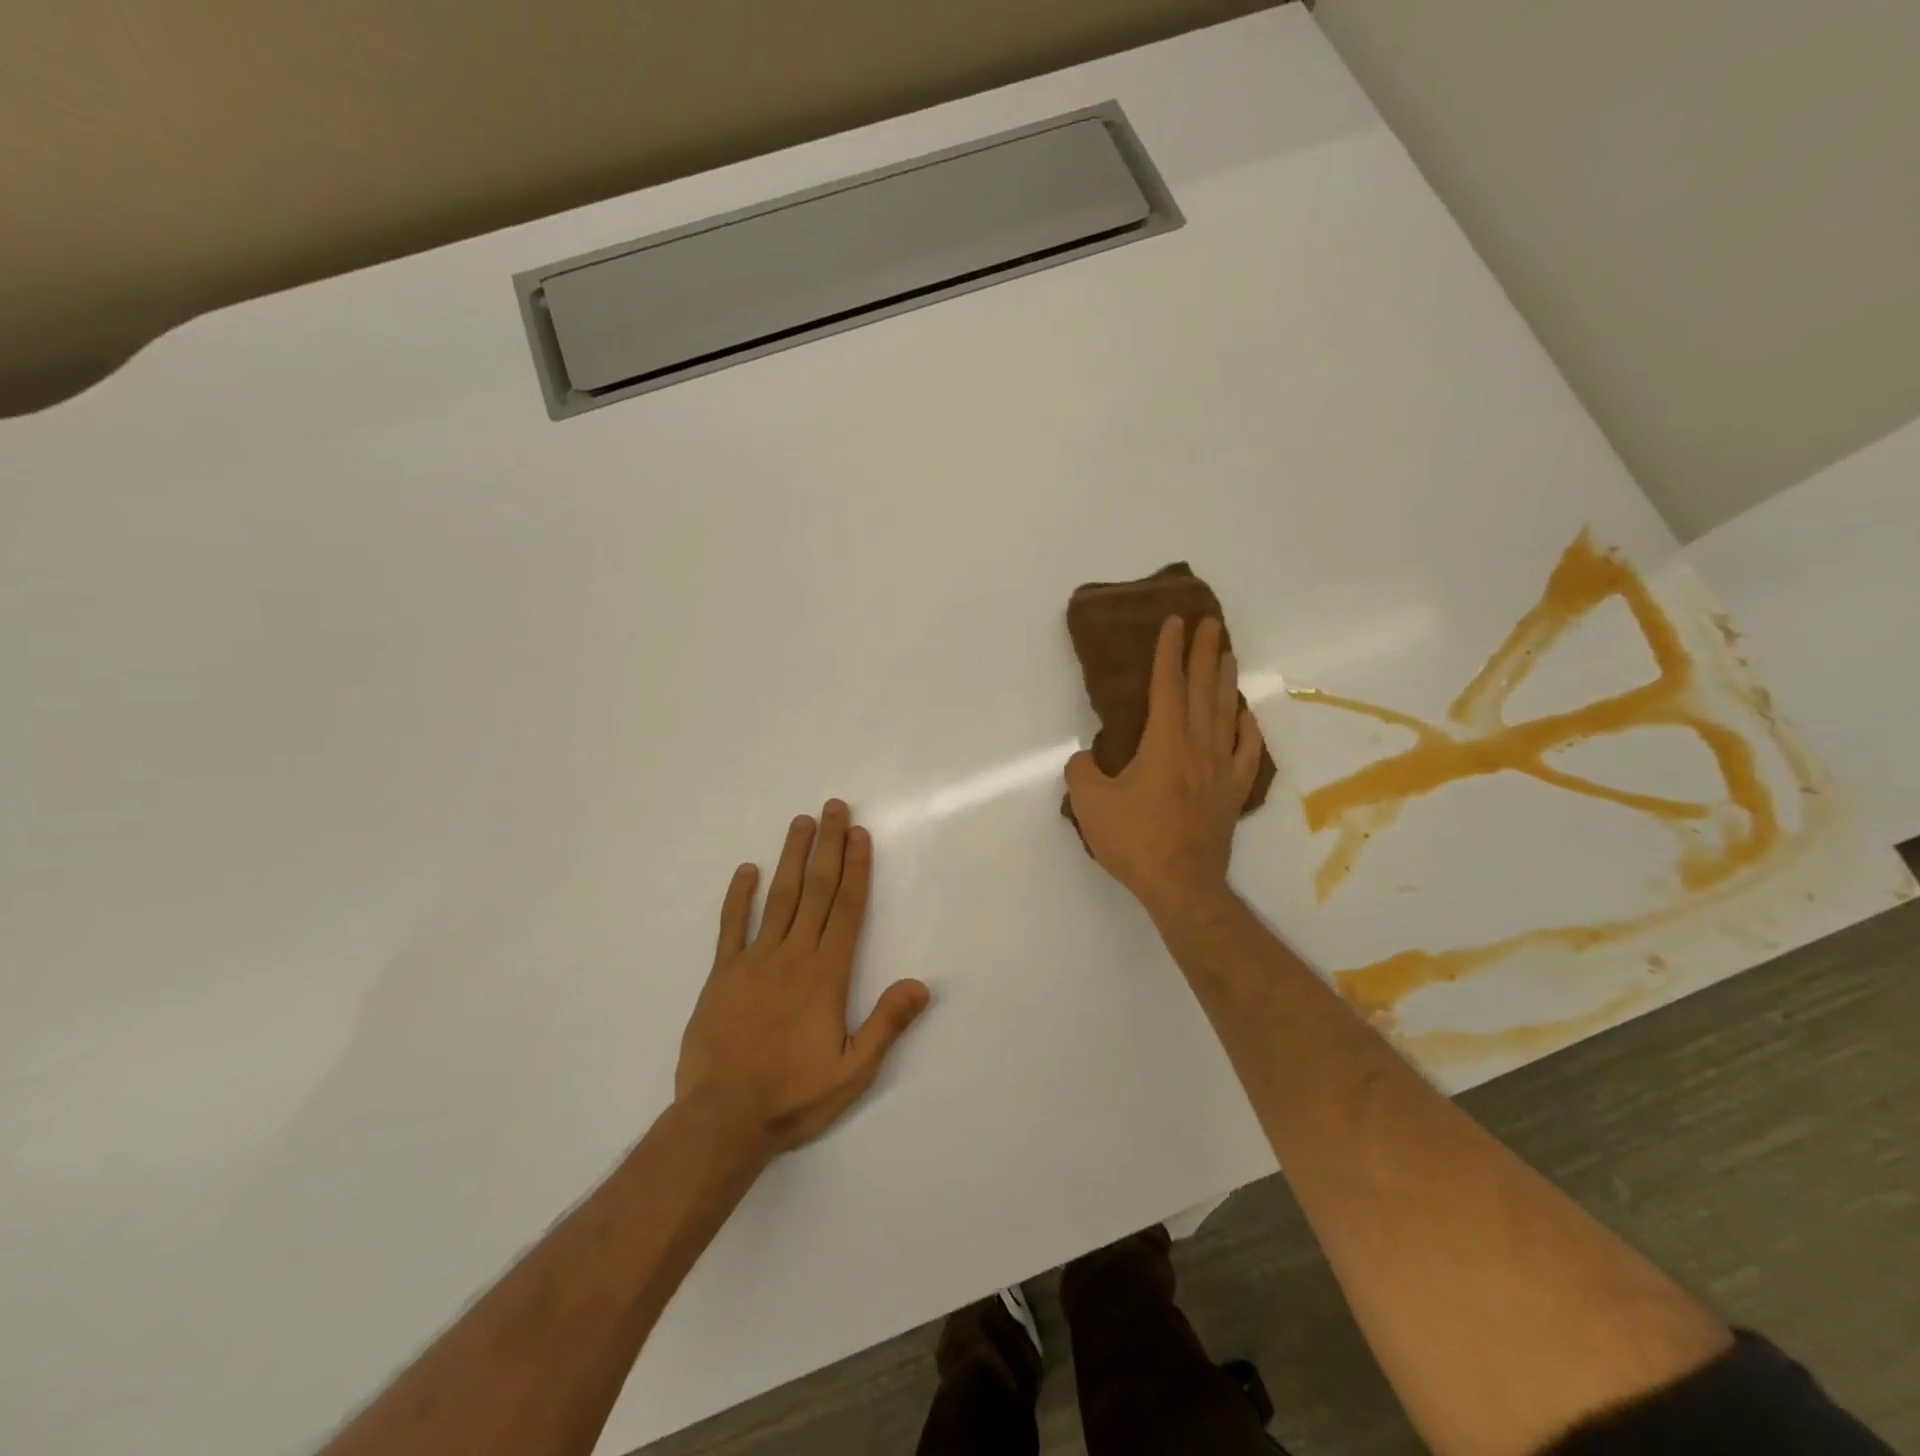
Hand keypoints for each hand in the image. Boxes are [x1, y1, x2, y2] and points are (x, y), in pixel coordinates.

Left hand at [674, 800, 930, 1161]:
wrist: (721, 1120)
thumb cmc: (793, 1097)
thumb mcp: (852, 1072)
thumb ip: (886, 1025)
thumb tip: (921, 985)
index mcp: (826, 975)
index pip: (847, 909)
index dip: (856, 868)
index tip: (858, 834)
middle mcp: (793, 956)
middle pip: (816, 890)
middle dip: (827, 846)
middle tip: (832, 807)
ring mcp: (754, 961)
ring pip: (778, 897)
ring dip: (791, 857)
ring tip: (800, 822)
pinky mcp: (722, 975)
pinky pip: (731, 926)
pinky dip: (738, 896)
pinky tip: (745, 870)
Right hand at [1065, 616, 1266, 921]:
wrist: (1181, 885)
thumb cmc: (1135, 840)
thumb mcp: (1089, 803)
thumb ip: (1081, 770)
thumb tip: (1085, 758)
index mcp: (1164, 743)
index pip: (1167, 686)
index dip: (1169, 652)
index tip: (1175, 622)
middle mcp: (1198, 747)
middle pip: (1203, 690)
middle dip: (1204, 652)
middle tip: (1209, 622)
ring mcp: (1221, 769)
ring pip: (1227, 713)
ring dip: (1226, 679)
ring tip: (1227, 652)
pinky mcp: (1232, 792)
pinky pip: (1247, 750)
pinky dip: (1248, 727)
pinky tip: (1245, 714)